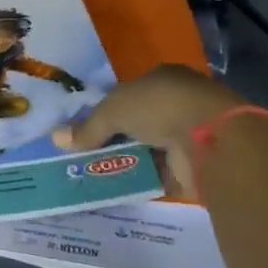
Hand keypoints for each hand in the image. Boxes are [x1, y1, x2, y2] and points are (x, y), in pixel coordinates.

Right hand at [52, 64, 247, 195]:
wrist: (212, 139)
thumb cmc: (159, 107)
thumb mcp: (112, 111)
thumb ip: (87, 128)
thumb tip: (56, 139)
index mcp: (163, 79)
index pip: (129, 93)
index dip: (108, 109)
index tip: (87, 128)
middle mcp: (179, 102)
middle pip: (138, 122)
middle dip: (115, 138)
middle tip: (86, 154)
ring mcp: (191, 133)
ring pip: (149, 148)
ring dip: (129, 161)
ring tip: (97, 175)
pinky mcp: (197, 163)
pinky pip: (162, 173)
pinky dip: (144, 180)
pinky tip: (121, 188)